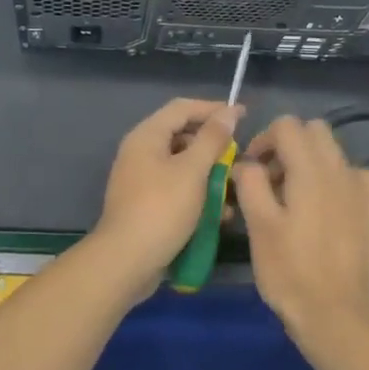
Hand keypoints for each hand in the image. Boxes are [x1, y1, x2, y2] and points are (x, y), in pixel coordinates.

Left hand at [89, 97, 243, 302]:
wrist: (125, 262)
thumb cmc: (162, 209)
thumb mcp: (193, 171)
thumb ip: (212, 139)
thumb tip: (228, 112)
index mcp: (147, 136)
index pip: (183, 108)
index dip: (213, 108)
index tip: (243, 115)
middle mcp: (140, 152)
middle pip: (182, 136)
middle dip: (213, 147)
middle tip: (238, 158)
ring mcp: (141, 179)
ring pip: (182, 166)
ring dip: (208, 175)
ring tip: (233, 189)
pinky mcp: (146, 204)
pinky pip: (176, 189)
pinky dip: (197, 195)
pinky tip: (218, 214)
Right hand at [233, 117, 368, 356]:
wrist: (338, 317)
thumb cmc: (291, 272)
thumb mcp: (258, 226)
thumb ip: (250, 182)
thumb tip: (248, 163)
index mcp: (311, 169)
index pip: (287, 125)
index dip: (264, 139)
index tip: (253, 169)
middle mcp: (342, 170)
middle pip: (314, 131)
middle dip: (289, 145)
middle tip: (272, 180)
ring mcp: (364, 190)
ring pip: (334, 154)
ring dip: (312, 163)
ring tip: (296, 200)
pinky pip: (354, 178)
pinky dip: (336, 183)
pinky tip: (326, 213)